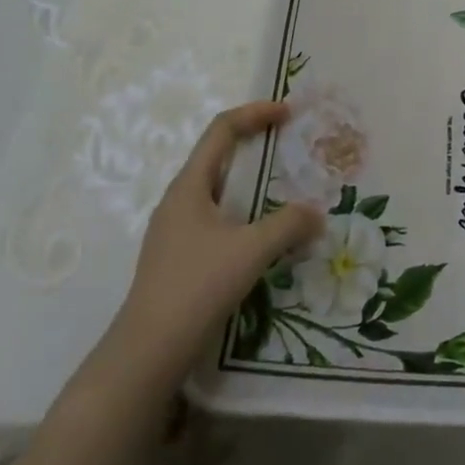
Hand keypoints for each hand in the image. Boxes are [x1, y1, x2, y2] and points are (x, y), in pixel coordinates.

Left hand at [106, 101, 322, 384]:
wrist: (147, 352)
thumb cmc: (197, 286)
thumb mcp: (251, 251)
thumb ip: (288, 225)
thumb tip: (317, 212)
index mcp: (189, 185)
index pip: (222, 129)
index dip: (255, 113)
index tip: (288, 112)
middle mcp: (179, 200)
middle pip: (218, 155)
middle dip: (255, 144)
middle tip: (289, 146)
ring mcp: (175, 230)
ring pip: (217, 190)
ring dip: (250, 182)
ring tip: (283, 190)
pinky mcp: (178, 257)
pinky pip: (216, 218)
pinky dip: (243, 212)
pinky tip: (262, 236)